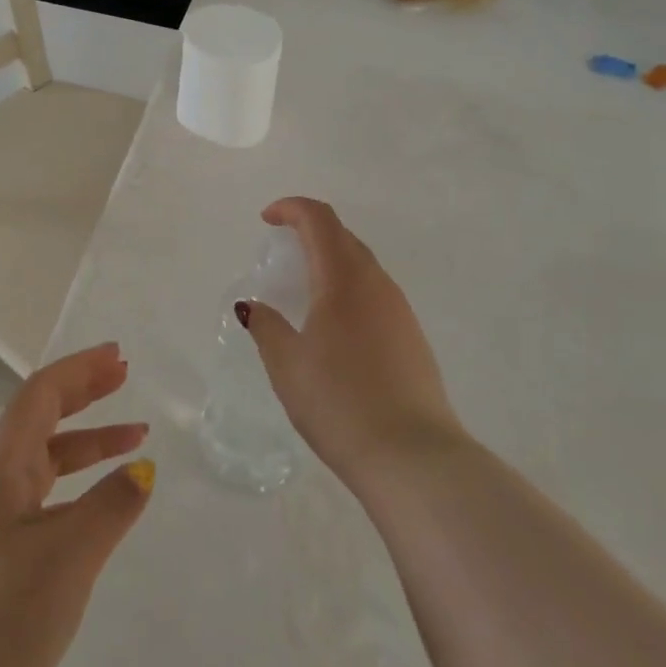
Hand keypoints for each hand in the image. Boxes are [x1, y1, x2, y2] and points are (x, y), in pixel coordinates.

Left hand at [0, 343, 152, 666]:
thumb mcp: (68, 556)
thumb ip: (111, 506)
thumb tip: (143, 468)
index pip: (40, 394)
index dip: (80, 369)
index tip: (118, 356)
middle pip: (40, 418)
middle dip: (84, 393)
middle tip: (124, 375)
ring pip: (42, 460)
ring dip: (87, 443)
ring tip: (134, 438)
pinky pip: (40, 498)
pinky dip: (75, 486)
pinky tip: (97, 506)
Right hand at [241, 197, 463, 490]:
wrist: (413, 458)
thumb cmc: (340, 402)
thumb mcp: (287, 364)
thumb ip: (266, 327)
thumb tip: (252, 307)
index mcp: (344, 278)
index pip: (319, 219)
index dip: (291, 208)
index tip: (266, 219)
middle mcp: (377, 284)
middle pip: (342, 237)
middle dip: (310, 231)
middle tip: (281, 250)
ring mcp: (400, 310)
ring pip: (362, 265)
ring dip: (330, 261)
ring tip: (303, 289)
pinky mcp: (412, 337)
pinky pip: (374, 294)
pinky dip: (347, 289)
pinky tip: (333, 325)